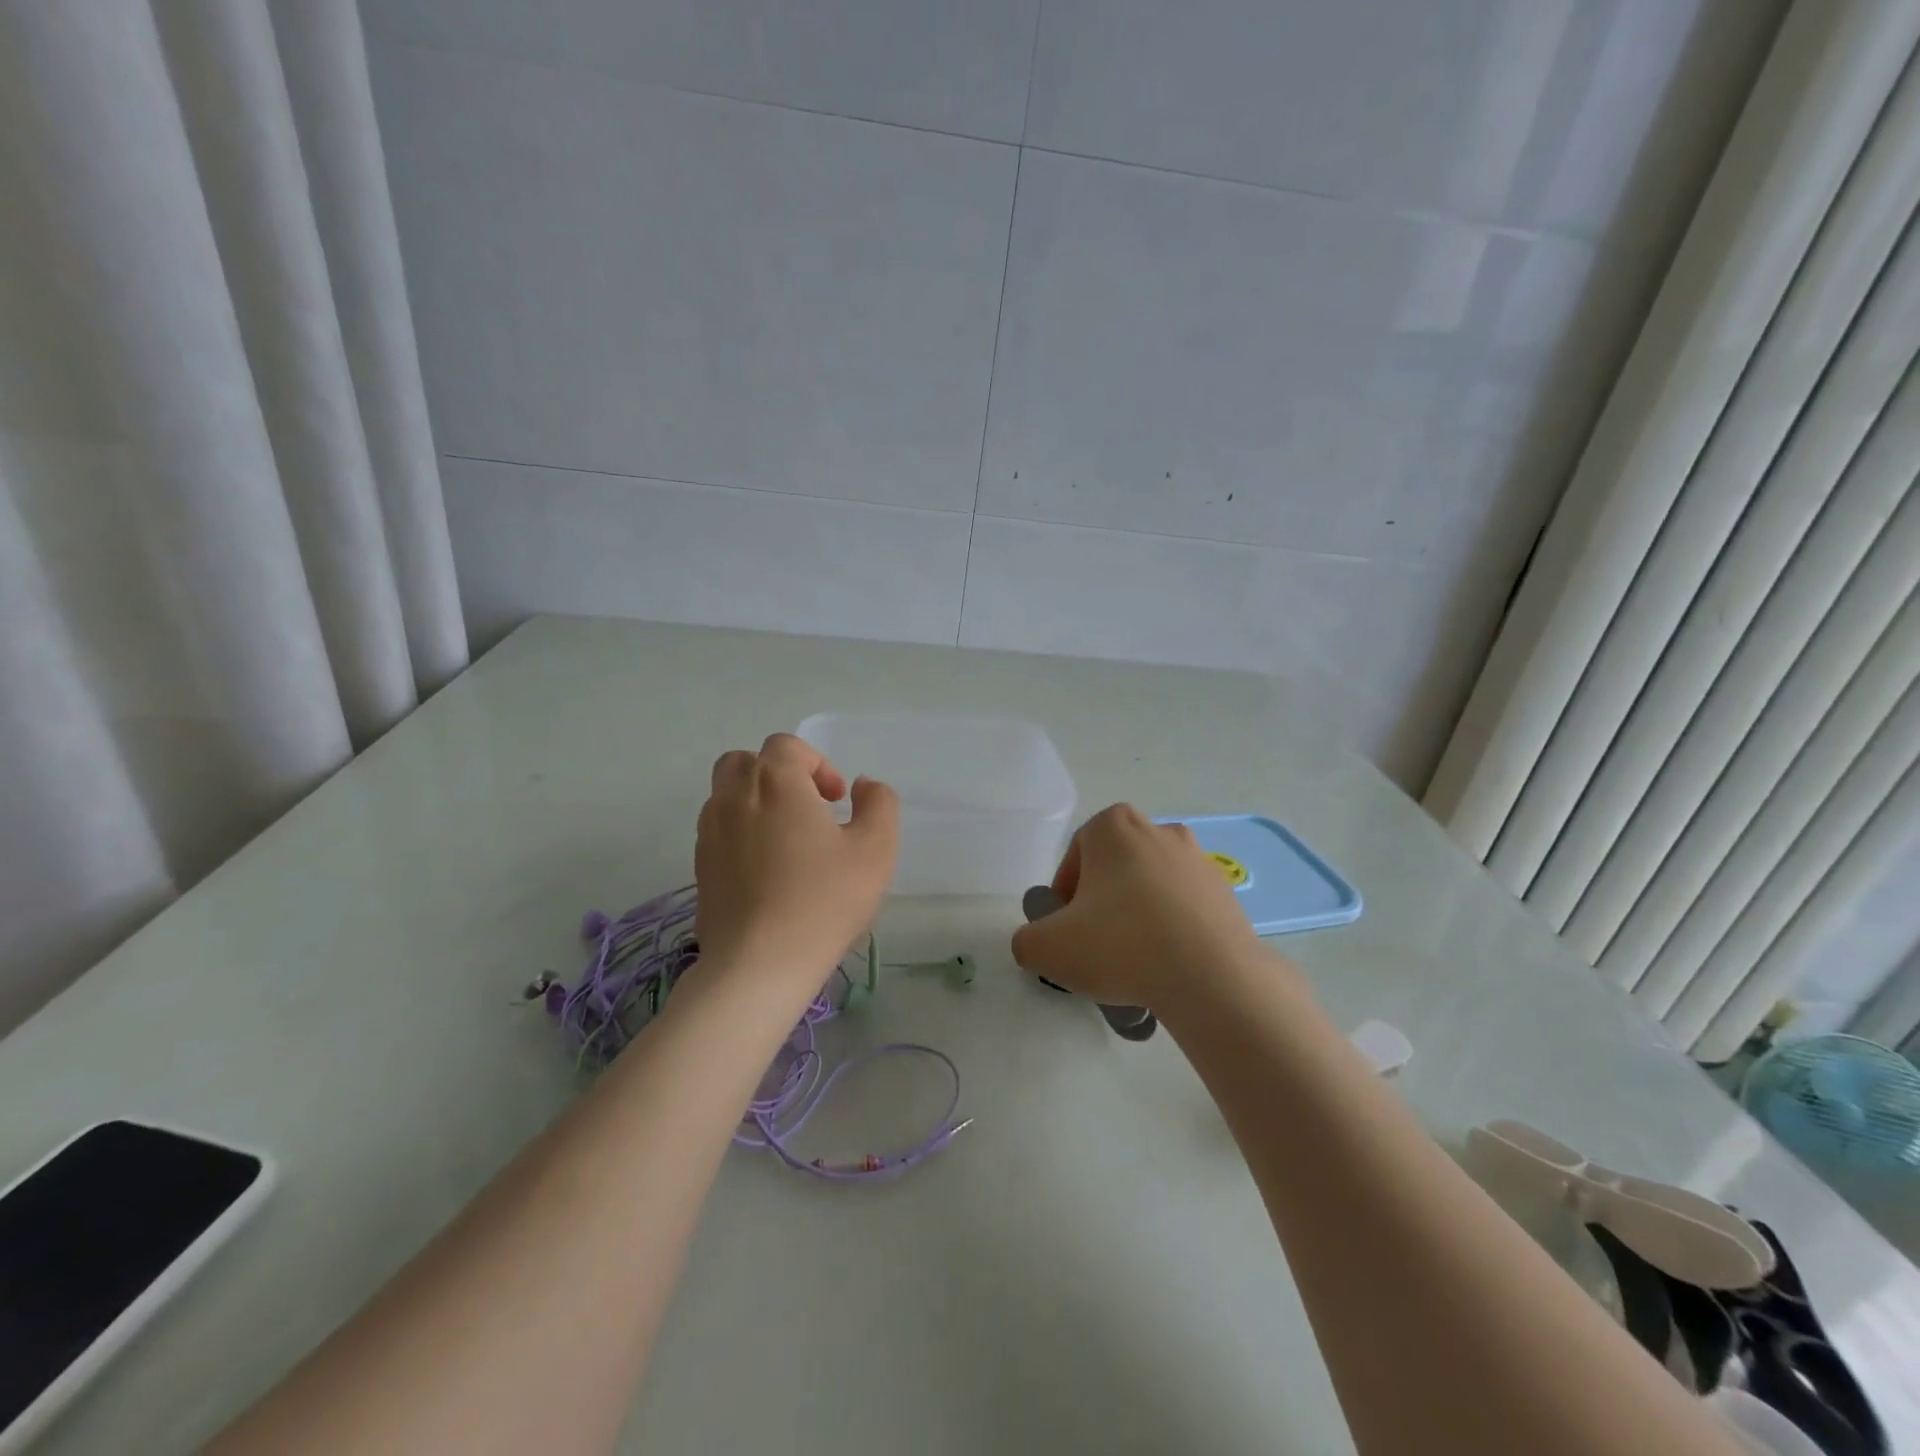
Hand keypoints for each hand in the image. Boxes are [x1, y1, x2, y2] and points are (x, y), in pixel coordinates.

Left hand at [694, 734, 899, 985]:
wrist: (759, 964)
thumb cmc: (824, 900)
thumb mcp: (875, 849)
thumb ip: (879, 804)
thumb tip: (864, 786)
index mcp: (776, 782)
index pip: (787, 746)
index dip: (818, 765)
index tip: (838, 801)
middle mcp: (734, 796)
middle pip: (747, 761)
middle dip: (780, 775)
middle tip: (809, 809)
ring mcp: (710, 832)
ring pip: (727, 793)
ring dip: (758, 801)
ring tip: (789, 839)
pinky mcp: (700, 866)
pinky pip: (719, 829)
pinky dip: (742, 831)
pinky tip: (768, 869)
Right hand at [1011, 804, 1266, 1007]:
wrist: (1213, 978)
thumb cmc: (1122, 945)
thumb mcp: (1048, 948)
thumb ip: (1027, 940)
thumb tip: (1038, 942)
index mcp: (1113, 826)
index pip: (1075, 855)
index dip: (1065, 894)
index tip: (1066, 930)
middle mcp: (1158, 829)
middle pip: (1114, 867)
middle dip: (1101, 901)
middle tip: (1096, 944)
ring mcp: (1197, 859)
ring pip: (1150, 886)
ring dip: (1137, 914)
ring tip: (1134, 960)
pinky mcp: (1226, 891)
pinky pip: (1184, 906)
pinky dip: (1171, 927)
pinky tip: (1167, 964)